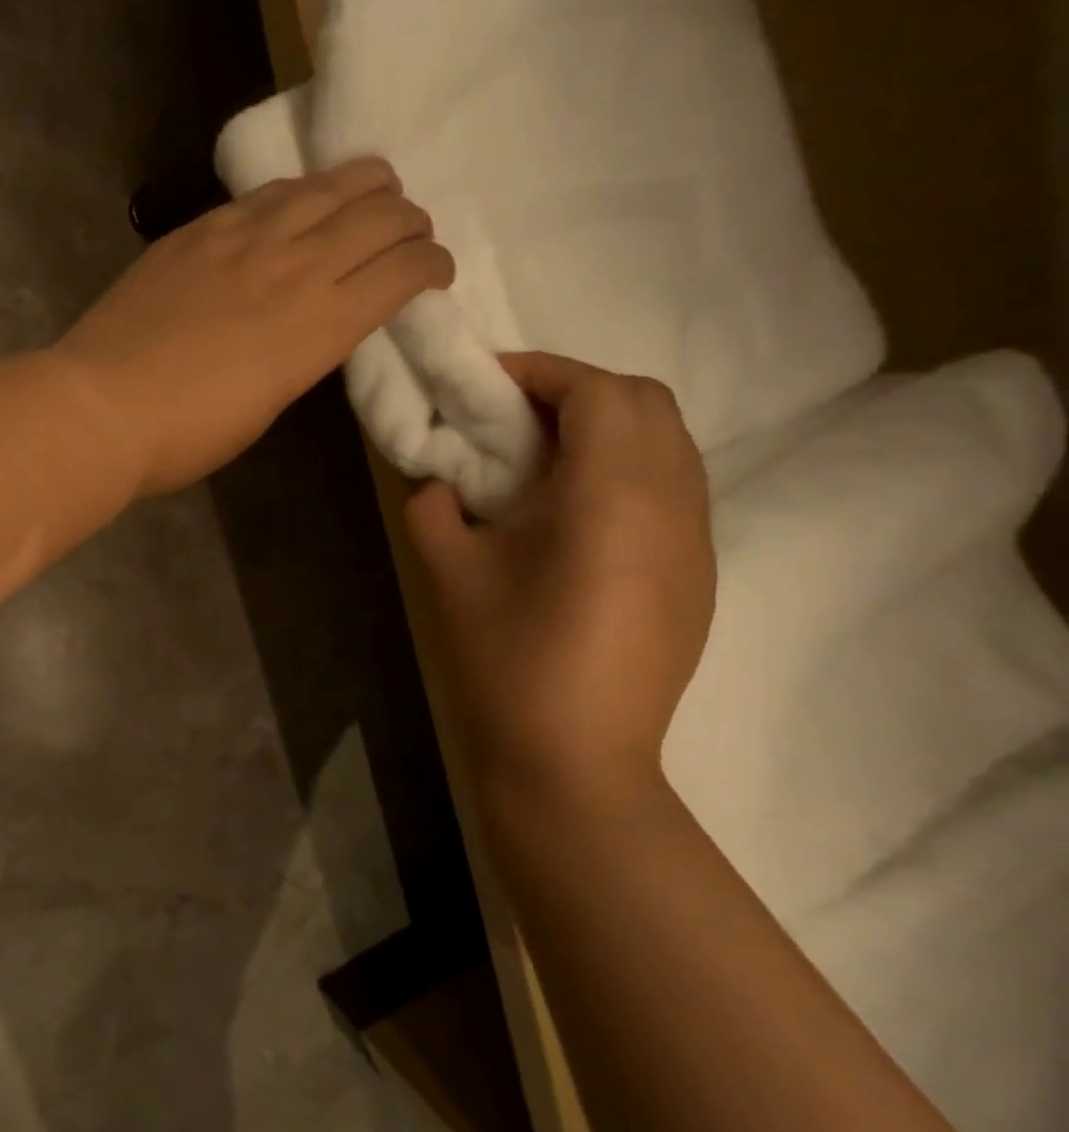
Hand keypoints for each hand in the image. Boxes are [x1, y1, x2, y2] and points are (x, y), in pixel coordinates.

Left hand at [54, 158, 454, 495]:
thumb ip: (302, 354)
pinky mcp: (201, 228)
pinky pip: (269, 191)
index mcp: (321, 325)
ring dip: (365, 188)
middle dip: (410, 221)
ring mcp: (245, 236)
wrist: (102, 407)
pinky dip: (301, 193)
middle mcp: (297, 265)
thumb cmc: (186, 435)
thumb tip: (310, 326)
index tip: (431, 276)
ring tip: (365, 202)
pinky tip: (295, 207)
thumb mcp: (267, 406)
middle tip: (403, 239)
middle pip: (382, 213)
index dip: (433, 266)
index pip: (406, 270)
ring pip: (331, 182)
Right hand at [406, 352, 715, 797]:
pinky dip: (627, 468)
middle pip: (648, 403)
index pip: (599, 392)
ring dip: (607, 427)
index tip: (488, 382)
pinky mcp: (697, 576)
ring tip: (541, 456)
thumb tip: (439, 480)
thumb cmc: (505, 660)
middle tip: (513, 415)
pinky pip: (674, 488)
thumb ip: (434, 506)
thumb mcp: (447, 573)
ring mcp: (696, 542)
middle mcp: (673, 505)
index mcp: (612, 496)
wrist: (573, 759)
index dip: (542, 371)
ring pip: (670, 443)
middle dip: (578, 390)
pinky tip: (574, 512)